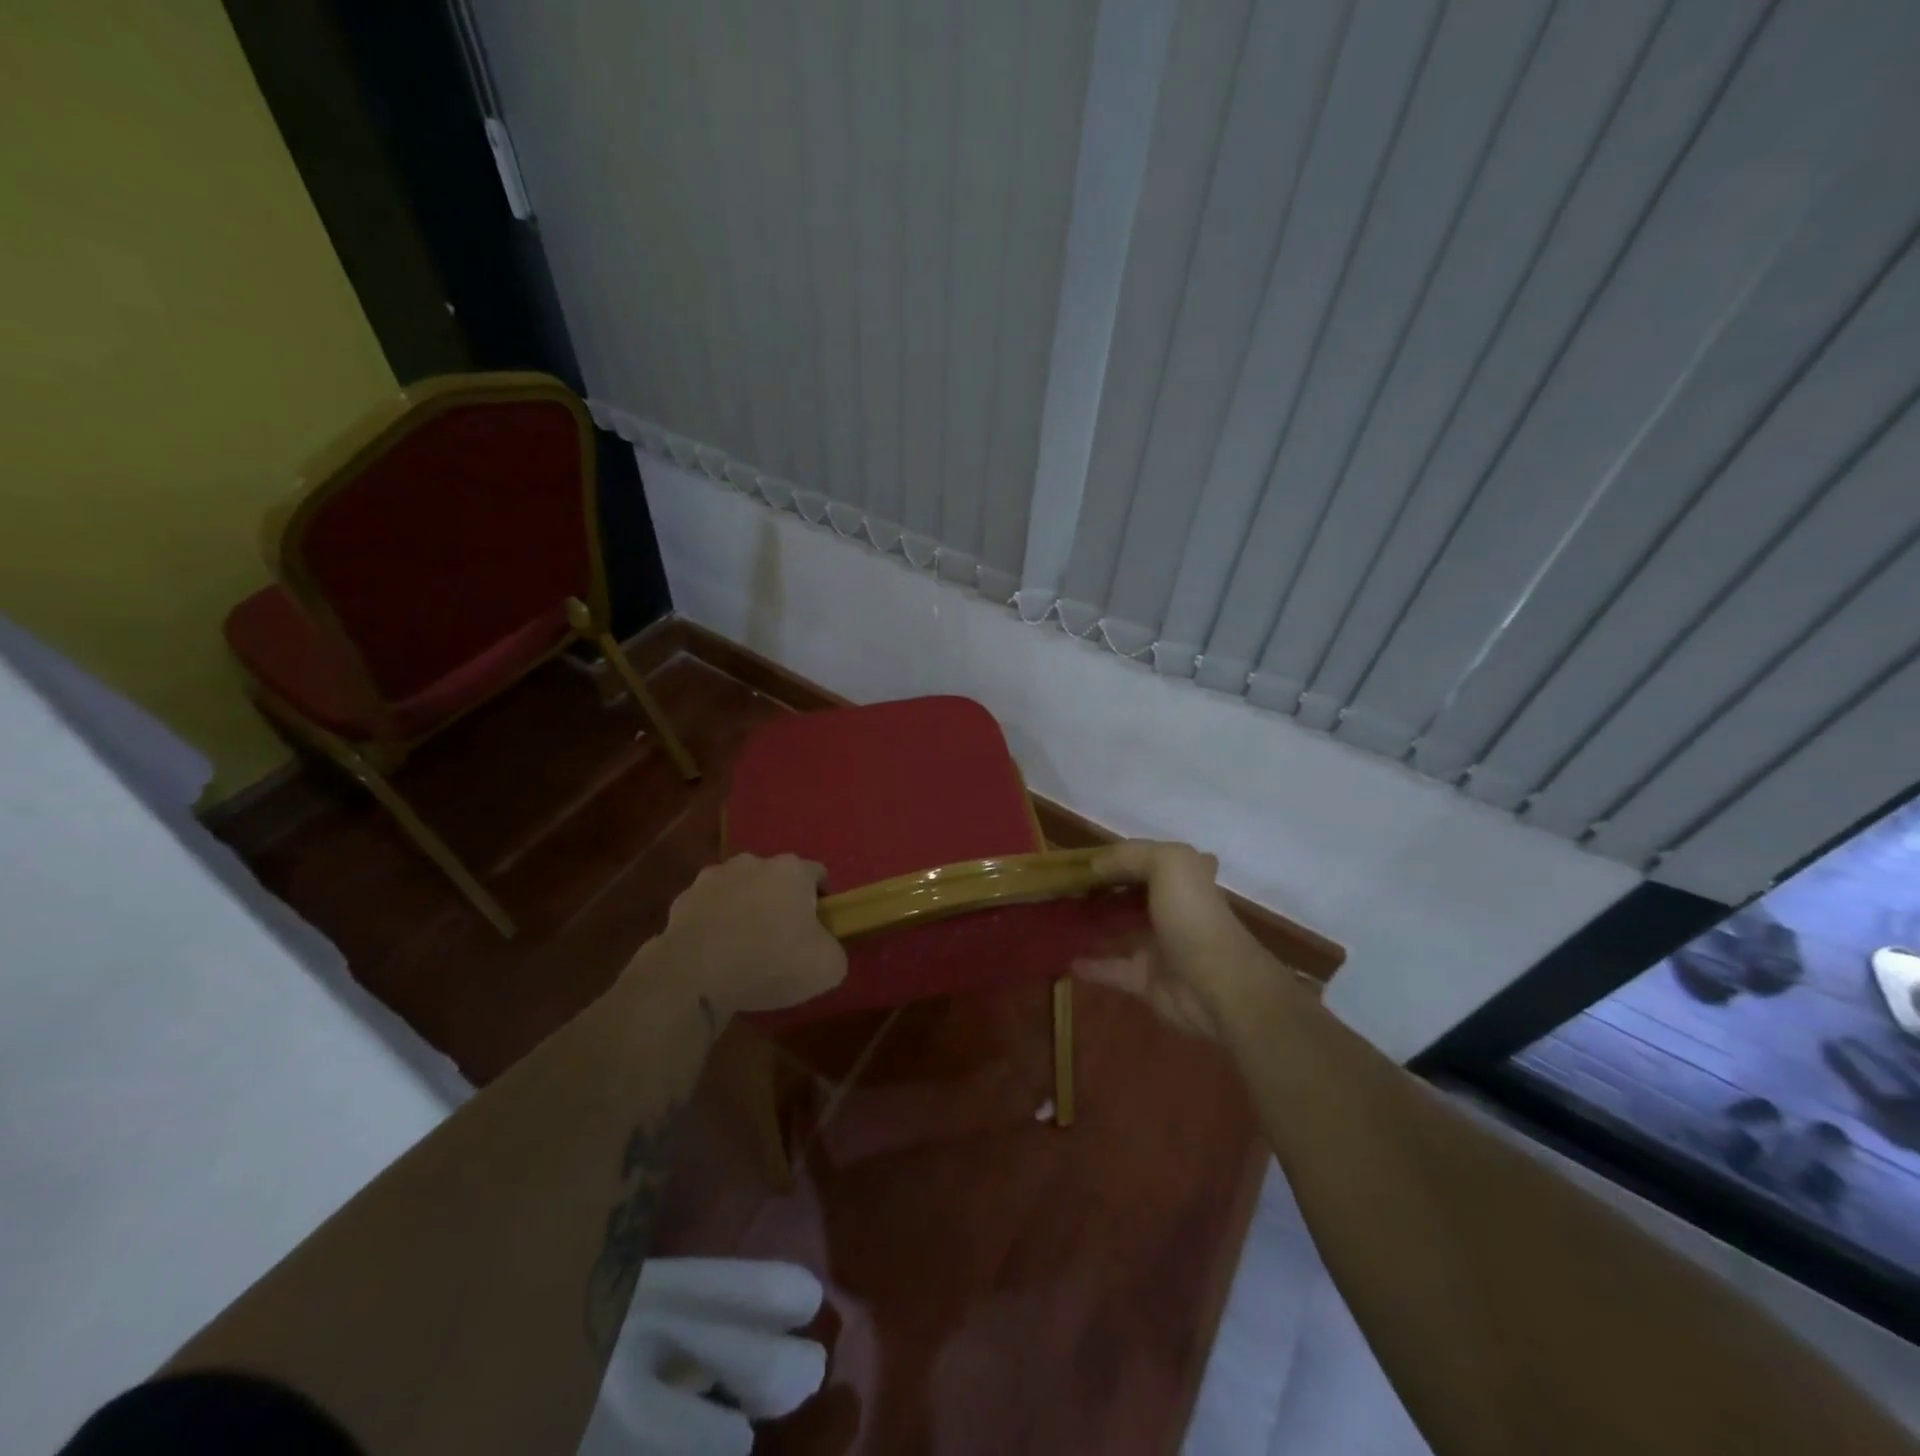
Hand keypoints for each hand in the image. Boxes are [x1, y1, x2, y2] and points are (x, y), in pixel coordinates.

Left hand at [653, 854, 846, 1018]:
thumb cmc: (770, 963)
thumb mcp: (827, 968)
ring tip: (743, 948)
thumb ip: (835, 951)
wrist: (694, 977)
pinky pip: (708, 909)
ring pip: (739, 889)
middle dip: (780, 902)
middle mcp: (753, 862)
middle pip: (776, 879)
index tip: (817, 930)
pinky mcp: (682, 899)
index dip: (822, 901)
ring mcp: (713, 877)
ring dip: (744, 909)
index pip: (817, 874)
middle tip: (781, 940)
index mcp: (791, 870)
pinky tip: (714, 954)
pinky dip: (714, 924)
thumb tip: (824, 950)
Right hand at [1072, 840, 1256, 1041]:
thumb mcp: (1169, 863)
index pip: (1146, 858)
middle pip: (1130, 892)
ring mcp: (1158, 945)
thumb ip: (1131, 855)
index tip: (1081, 859)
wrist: (1217, 986)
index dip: (1117, 856)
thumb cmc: (1193, 917)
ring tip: (1057, 914)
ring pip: (1119, 928)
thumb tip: (1096, 866)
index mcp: (1183, 877)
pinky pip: (1111, 968)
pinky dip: (1089, 964)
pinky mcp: (1145, 979)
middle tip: (1064, 886)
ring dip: (1093, 922)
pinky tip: (1063, 956)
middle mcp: (1172, 908)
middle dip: (1101, 888)